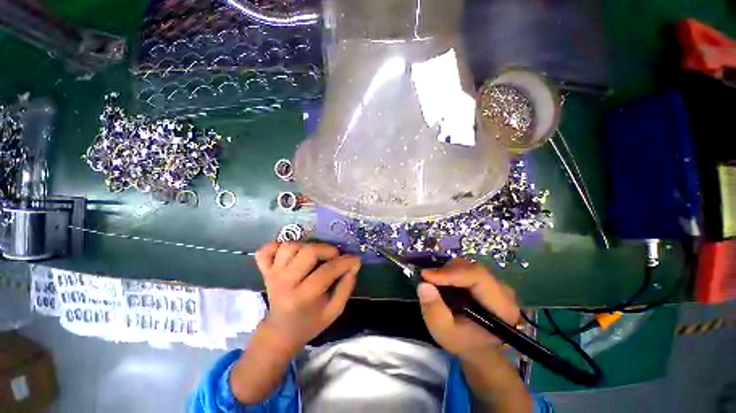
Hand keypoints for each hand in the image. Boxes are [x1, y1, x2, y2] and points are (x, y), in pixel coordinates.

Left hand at [254, 241, 360, 355]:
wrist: (280, 331)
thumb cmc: (310, 322)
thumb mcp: (335, 311)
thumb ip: (346, 287)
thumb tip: (353, 264)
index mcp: (302, 298)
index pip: (327, 271)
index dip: (345, 262)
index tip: (355, 259)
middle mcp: (284, 283)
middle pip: (308, 251)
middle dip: (328, 250)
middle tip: (335, 257)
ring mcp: (272, 274)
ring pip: (290, 246)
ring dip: (308, 246)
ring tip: (316, 256)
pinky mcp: (264, 270)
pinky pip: (266, 249)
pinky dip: (278, 245)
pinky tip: (291, 252)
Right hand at [417, 259, 519, 359]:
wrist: (478, 348)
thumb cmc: (464, 343)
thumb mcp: (444, 333)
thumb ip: (434, 311)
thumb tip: (423, 285)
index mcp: (502, 307)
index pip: (478, 277)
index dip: (450, 273)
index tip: (426, 276)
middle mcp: (503, 290)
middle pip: (472, 268)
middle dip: (446, 271)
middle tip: (427, 279)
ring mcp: (495, 284)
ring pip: (468, 266)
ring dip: (447, 271)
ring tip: (435, 283)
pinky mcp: (486, 280)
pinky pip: (466, 269)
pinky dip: (450, 272)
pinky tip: (443, 283)